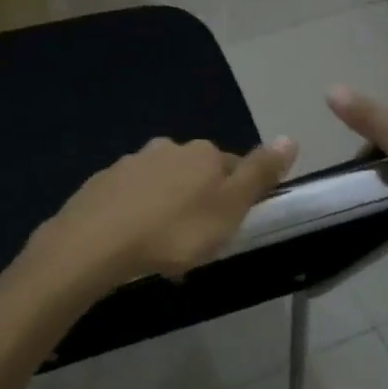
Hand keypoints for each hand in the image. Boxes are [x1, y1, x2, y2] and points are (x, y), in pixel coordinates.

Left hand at [34, 136, 297, 297]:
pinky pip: (130, 199)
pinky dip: (136, 216)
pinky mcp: (102, 183)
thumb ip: (260, 173)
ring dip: (166, 210)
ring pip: (160, 186)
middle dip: (197, 203)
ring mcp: (130, 163)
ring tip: (163, 250)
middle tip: (196, 243)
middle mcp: (166, 148)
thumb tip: (290, 138)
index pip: (231, 167)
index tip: (228, 228)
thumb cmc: (174, 231)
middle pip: (194, 174)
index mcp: (201, 153)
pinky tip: (133, 244)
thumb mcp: (230, 208)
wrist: (96, 242)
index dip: (234, 198)